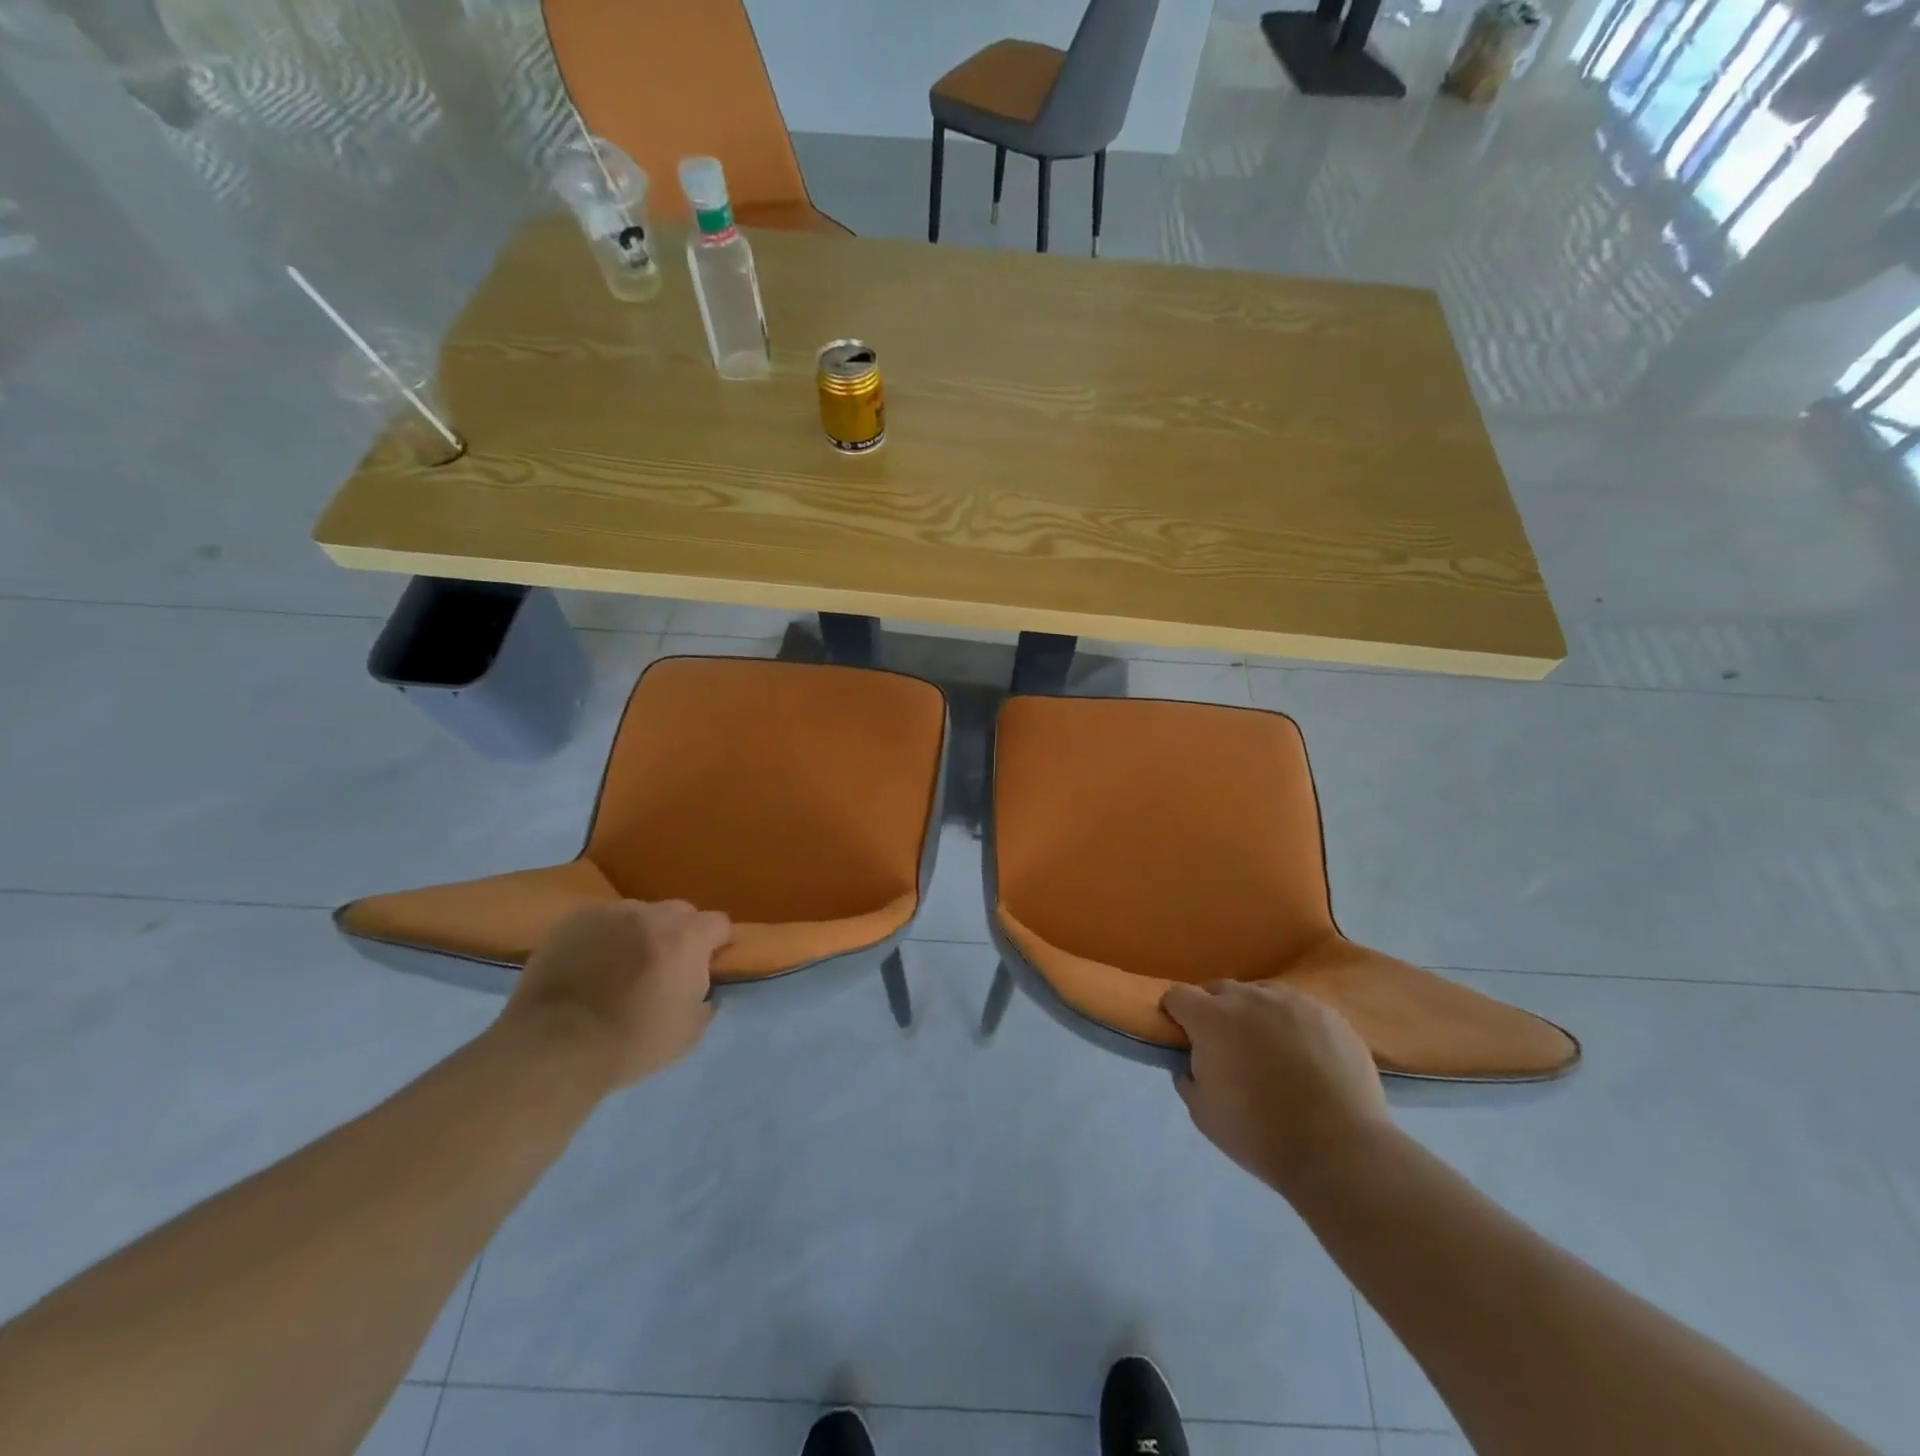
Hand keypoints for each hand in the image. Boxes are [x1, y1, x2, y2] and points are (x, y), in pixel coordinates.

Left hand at [502, 900, 731, 1088]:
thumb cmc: (631, 1043)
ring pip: (639, 914)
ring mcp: (610, 913)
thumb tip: (705, 990)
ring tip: (621, 966)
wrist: (554, 1048)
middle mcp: (652, 914)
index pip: (719, 923)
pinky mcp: (573, 920)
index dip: (717, 944)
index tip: (708, 965)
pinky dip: (604, 937)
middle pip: (680, 912)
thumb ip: (706, 1001)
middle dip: (680, 934)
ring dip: (640, 933)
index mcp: (686, 938)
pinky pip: (602, 921)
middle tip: (665, 967)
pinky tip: (590, 965)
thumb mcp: (688, 1033)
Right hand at [1162, 980, 1391, 1194]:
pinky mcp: (1329, 1015)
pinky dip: (1292, 1026)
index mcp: (1212, 1018)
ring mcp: (1293, 1002)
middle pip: (1219, 990)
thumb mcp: (1203, 1114)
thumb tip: (1190, 1063)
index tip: (1182, 1036)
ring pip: (1261, 995)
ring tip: (1269, 1051)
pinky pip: (1299, 1010)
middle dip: (1215, 1012)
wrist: (1340, 1152)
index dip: (1175, 1014)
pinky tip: (1305, 1058)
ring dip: (1255, 1015)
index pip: (1178, 996)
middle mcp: (1249, 998)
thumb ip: (1188, 1077)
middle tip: (1226, 1048)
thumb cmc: (1260, 1134)